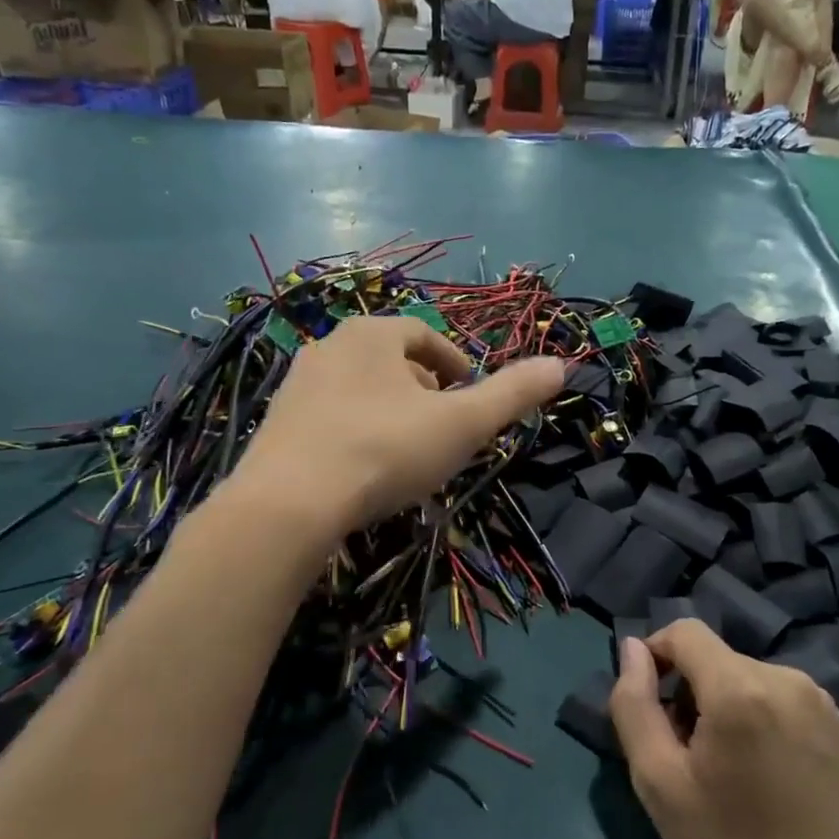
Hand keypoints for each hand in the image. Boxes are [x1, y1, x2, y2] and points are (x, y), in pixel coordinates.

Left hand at [236, 315, 562, 531]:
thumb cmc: (385, 450)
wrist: (288, 504)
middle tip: (446, 428)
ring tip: (410, 453)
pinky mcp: (277, 425)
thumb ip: (512, 394)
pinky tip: (367, 472)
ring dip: (392, 413)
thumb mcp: (462, 423)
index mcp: (372, 334)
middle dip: (425, 390)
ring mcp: (297, 386)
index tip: (471, 396)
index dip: (456, 363)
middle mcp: (329, 347)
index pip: (424, 335)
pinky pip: (332, 419)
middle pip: (392, 362)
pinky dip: (359, 434)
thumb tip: (561, 365)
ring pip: (361, 391)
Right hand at [609, 622, 838, 838]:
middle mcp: (785, 677)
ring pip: (745, 673)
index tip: (650, 704)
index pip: (685, 632)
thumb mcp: (656, 780)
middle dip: (689, 688)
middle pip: (715, 656)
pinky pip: (777, 692)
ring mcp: (818, 697)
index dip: (656, 654)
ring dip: (722, 700)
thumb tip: (632, 650)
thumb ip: (634, 704)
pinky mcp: (837, 720)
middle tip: (684, 750)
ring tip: (724, 763)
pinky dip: (756, 711)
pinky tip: (761, 765)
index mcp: (740, 688)